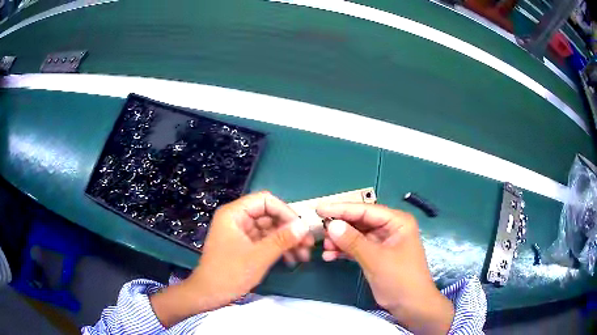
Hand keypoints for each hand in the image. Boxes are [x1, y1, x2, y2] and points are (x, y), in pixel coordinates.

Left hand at [151, 191, 310, 326]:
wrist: (209, 295)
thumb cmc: (229, 274)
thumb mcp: (258, 257)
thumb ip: (282, 239)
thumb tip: (304, 226)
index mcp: (234, 214)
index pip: (265, 201)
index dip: (285, 211)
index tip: (301, 228)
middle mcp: (237, 219)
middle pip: (269, 215)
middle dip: (289, 230)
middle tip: (307, 245)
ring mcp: (241, 233)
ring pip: (270, 230)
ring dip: (287, 241)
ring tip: (303, 256)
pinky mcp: (245, 246)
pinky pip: (265, 241)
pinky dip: (279, 249)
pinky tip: (291, 260)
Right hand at [316, 203, 453, 334]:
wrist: (411, 306)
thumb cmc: (400, 279)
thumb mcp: (376, 259)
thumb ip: (353, 241)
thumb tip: (331, 225)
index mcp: (397, 221)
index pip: (366, 210)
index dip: (342, 209)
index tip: (319, 209)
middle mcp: (390, 228)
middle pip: (360, 221)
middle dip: (340, 227)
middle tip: (319, 230)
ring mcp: (383, 242)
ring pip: (357, 235)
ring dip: (340, 241)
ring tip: (325, 247)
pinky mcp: (377, 255)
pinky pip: (358, 248)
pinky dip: (345, 251)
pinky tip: (331, 256)